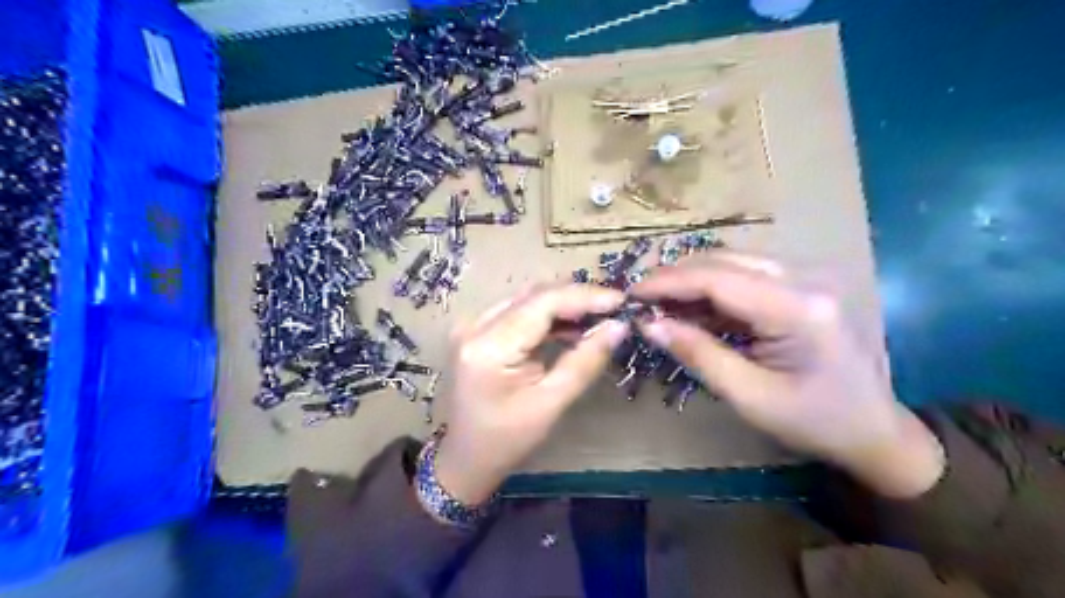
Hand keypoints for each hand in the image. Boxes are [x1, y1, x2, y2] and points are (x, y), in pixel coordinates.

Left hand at [434, 283, 624, 504]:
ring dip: (565, 305)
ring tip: (601, 316)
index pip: (543, 302)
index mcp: (488, 346)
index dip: (585, 296)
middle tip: (616, 308)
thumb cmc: (507, 440)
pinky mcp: (479, 331)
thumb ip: (585, 361)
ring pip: (529, 300)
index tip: (622, 300)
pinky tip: (574, 326)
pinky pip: (520, 312)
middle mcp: (475, 325)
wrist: (466, 458)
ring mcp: (473, 326)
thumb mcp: (551, 403)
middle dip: (578, 298)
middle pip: (535, 296)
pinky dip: (549, 316)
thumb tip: (619, 326)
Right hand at [630, 253, 939, 498]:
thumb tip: (650, 326)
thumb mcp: (749, 396)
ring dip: (694, 280)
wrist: (875, 430)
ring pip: (734, 263)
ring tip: (661, 303)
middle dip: (677, 277)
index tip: (632, 294)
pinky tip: (693, 308)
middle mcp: (805, 280)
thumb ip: (698, 354)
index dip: (668, 283)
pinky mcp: (803, 286)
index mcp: (797, 309)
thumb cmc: (814, 422)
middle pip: (725, 261)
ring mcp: (808, 279)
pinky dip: (715, 289)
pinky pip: (748, 276)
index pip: (718, 279)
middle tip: (642, 299)